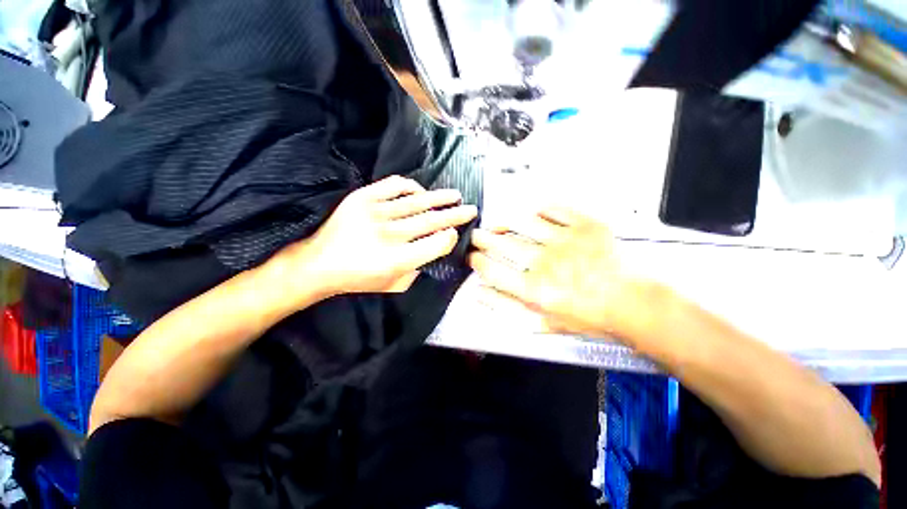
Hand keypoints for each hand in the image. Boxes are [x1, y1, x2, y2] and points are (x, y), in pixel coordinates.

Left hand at [276, 176, 477, 297]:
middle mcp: (388, 235)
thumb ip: (417, 269)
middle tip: (471, 209)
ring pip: (417, 202)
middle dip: (456, 215)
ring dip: (440, 198)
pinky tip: (421, 191)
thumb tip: (433, 247)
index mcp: (396, 260)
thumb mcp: (393, 285)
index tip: (455, 233)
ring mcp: (374, 213)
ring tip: (455, 195)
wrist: (318, 264)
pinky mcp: (362, 198)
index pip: (435, 244)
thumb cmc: (358, 279)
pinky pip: (393, 186)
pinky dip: (411, 187)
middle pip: (431, 221)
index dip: (450, 237)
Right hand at [469, 207, 650, 341]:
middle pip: (501, 243)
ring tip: (497, 223)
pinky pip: (554, 209)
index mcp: (534, 290)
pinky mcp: (585, 226)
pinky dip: (538, 209)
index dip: (476, 261)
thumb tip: (479, 293)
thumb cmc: (588, 317)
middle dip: (482, 238)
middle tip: (477, 236)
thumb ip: (508, 308)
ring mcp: (565, 241)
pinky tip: (531, 213)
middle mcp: (545, 263)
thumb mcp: (543, 322)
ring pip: (522, 222)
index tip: (472, 257)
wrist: (634, 304)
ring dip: (504, 221)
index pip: (491, 270)